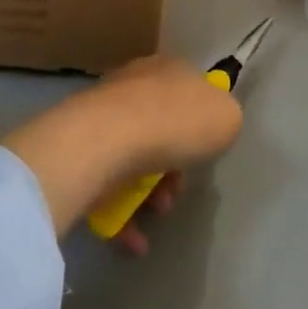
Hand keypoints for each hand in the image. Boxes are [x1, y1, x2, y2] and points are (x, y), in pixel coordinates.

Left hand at [0, 55, 242, 244]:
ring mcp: (103, 117)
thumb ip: (224, 118)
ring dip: (151, 192)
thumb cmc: (176, 123)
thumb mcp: (227, 116)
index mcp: (168, 69)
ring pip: (135, 158)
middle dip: (175, 166)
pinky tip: (134, 239)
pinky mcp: (80, 151)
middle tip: (178, 188)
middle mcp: (133, 85)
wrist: (108, 141)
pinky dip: (122, 214)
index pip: (189, 88)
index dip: (201, 122)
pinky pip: (107, 185)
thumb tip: (212, 124)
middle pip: (162, 128)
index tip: (207, 150)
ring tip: (157, 210)